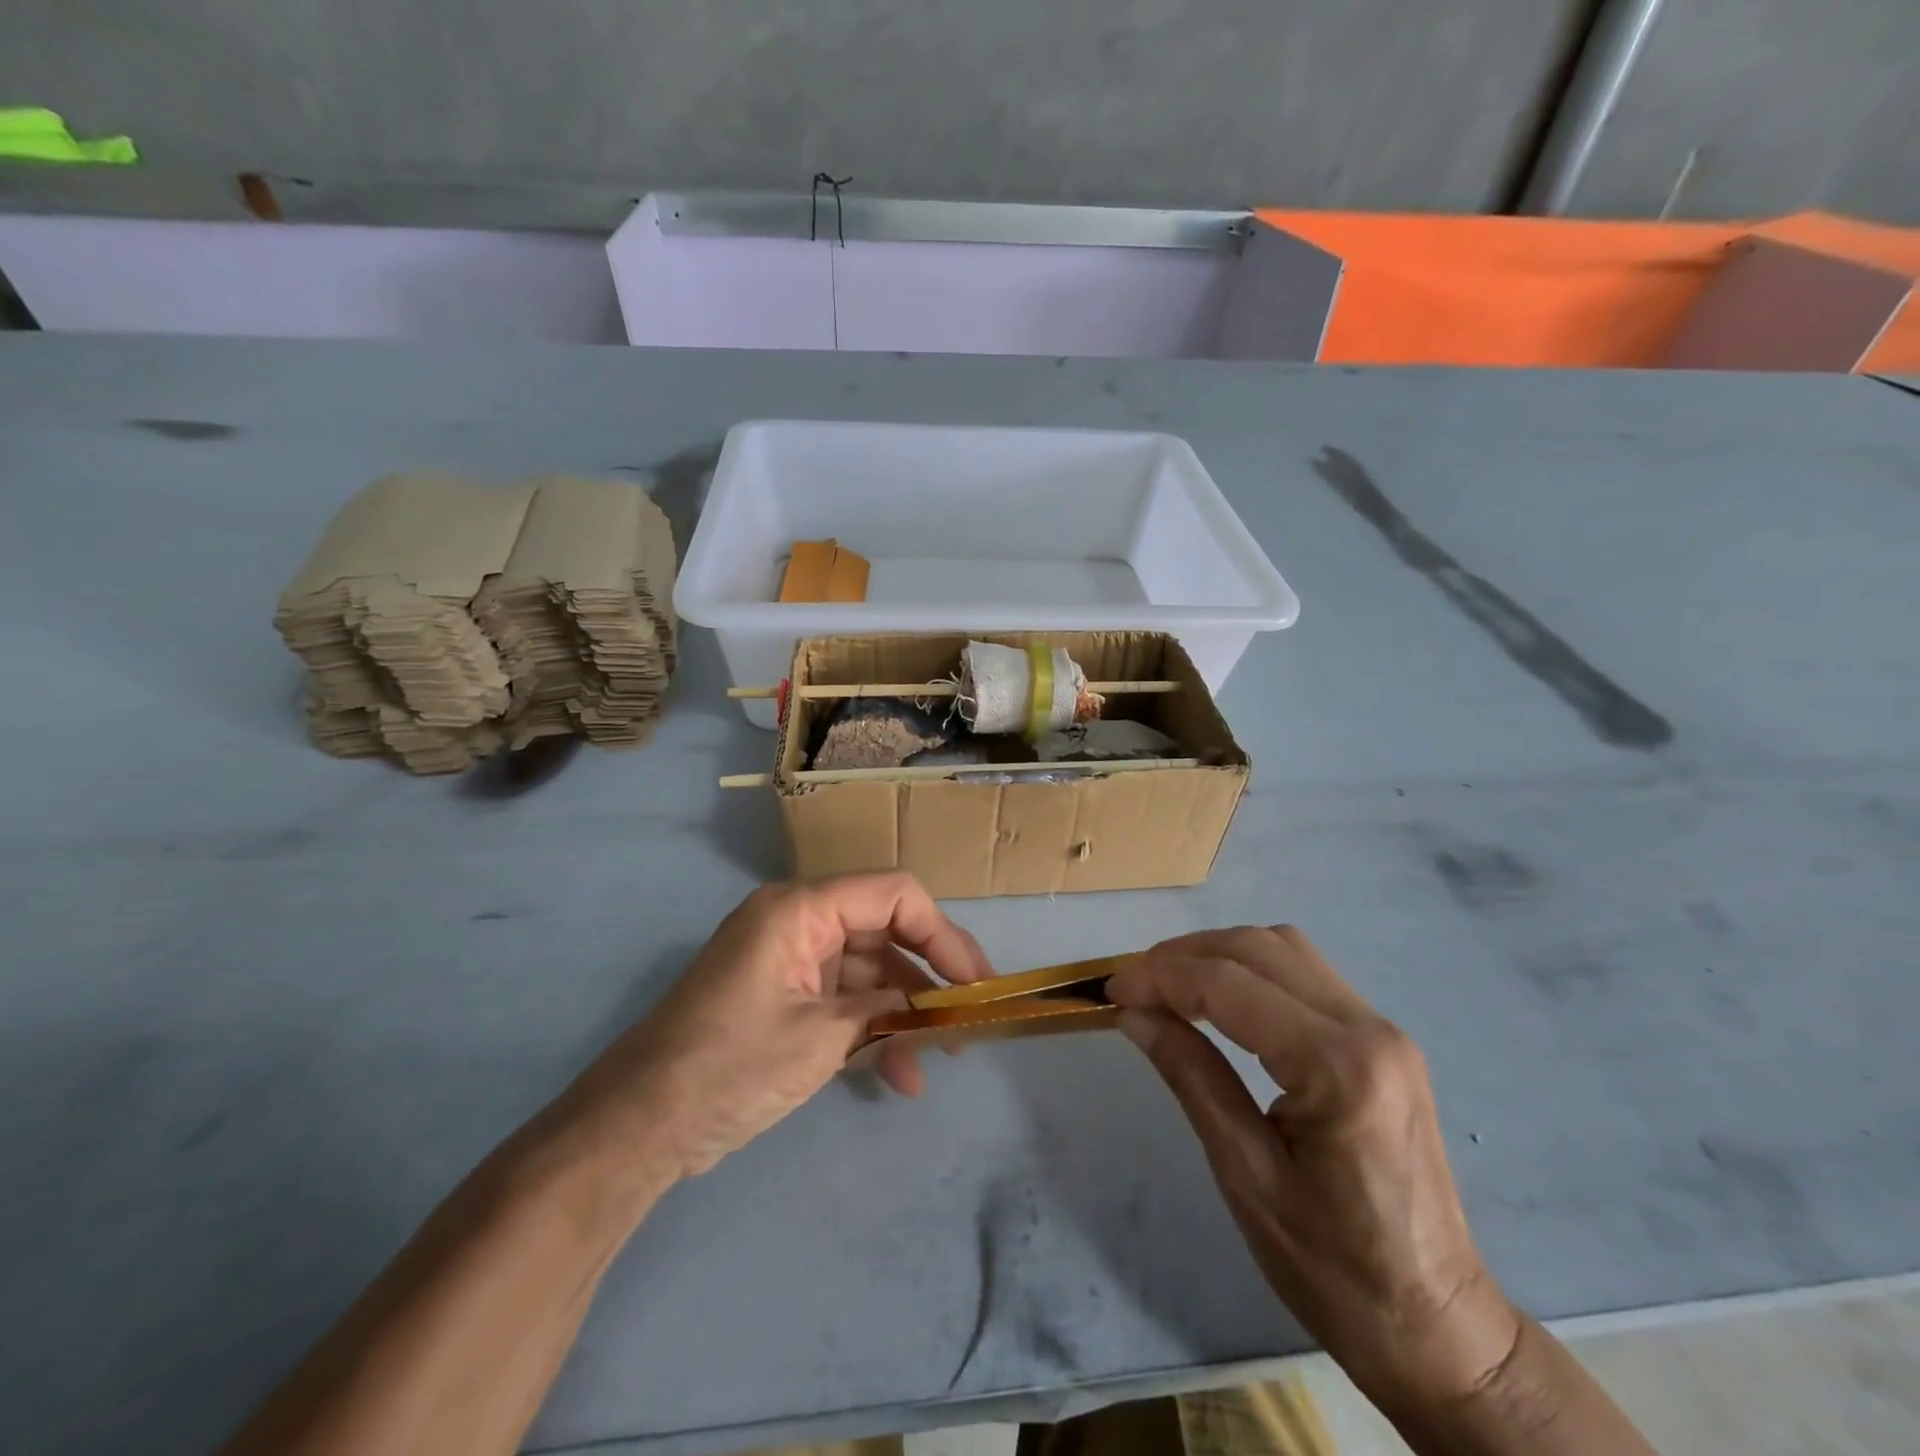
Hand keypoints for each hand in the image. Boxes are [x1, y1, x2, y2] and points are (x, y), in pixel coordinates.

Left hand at [563, 875, 993, 1179]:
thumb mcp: (819, 1038)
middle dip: (929, 974)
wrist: (640, 1125)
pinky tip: (900, 1076)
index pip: (893, 895)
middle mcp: (798, 921)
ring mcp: (791, 960)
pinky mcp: (785, 996)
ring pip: (868, 970)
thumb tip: (930, 1009)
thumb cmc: (729, 1067)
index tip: (975, 982)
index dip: (942, 933)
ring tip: (942, 1057)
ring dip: (905, 1012)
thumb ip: (883, 1012)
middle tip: (970, 1016)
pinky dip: (873, 1030)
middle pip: (884, 930)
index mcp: (801, 909)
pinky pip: (844, 999)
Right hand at [1107, 927, 1520, 1410]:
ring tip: (1167, 987)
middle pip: (1257, 948)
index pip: (1229, 984)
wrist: (1438, 1325)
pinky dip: (1249, 969)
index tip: (1111, 989)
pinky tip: (1218, 999)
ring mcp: (1382, 1028)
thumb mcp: (1245, 1174)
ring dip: (1216, 954)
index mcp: (1338, 1068)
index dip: (1160, 976)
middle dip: (1183, 955)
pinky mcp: (1382, 1039)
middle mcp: (1368, 1028)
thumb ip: (1190, 1075)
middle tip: (1133, 986)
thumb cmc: (1334, 1269)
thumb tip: (1133, 1012)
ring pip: (1283, 947)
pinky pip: (1303, 973)